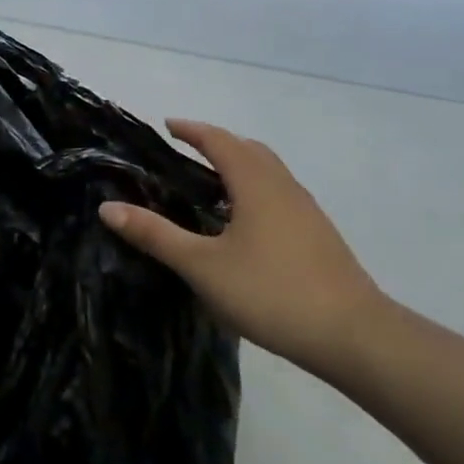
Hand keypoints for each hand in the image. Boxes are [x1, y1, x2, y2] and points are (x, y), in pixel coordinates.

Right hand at [100, 119, 382, 371]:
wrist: (355, 337)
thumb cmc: (272, 292)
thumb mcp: (202, 266)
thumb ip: (155, 235)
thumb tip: (108, 207)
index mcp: (255, 183)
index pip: (219, 140)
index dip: (192, 129)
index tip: (167, 126)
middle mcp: (283, 186)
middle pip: (248, 149)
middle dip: (216, 143)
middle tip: (184, 151)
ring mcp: (306, 211)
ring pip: (268, 172)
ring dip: (238, 166)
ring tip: (209, 184)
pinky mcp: (319, 235)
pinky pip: (278, 194)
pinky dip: (253, 189)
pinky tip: (242, 223)